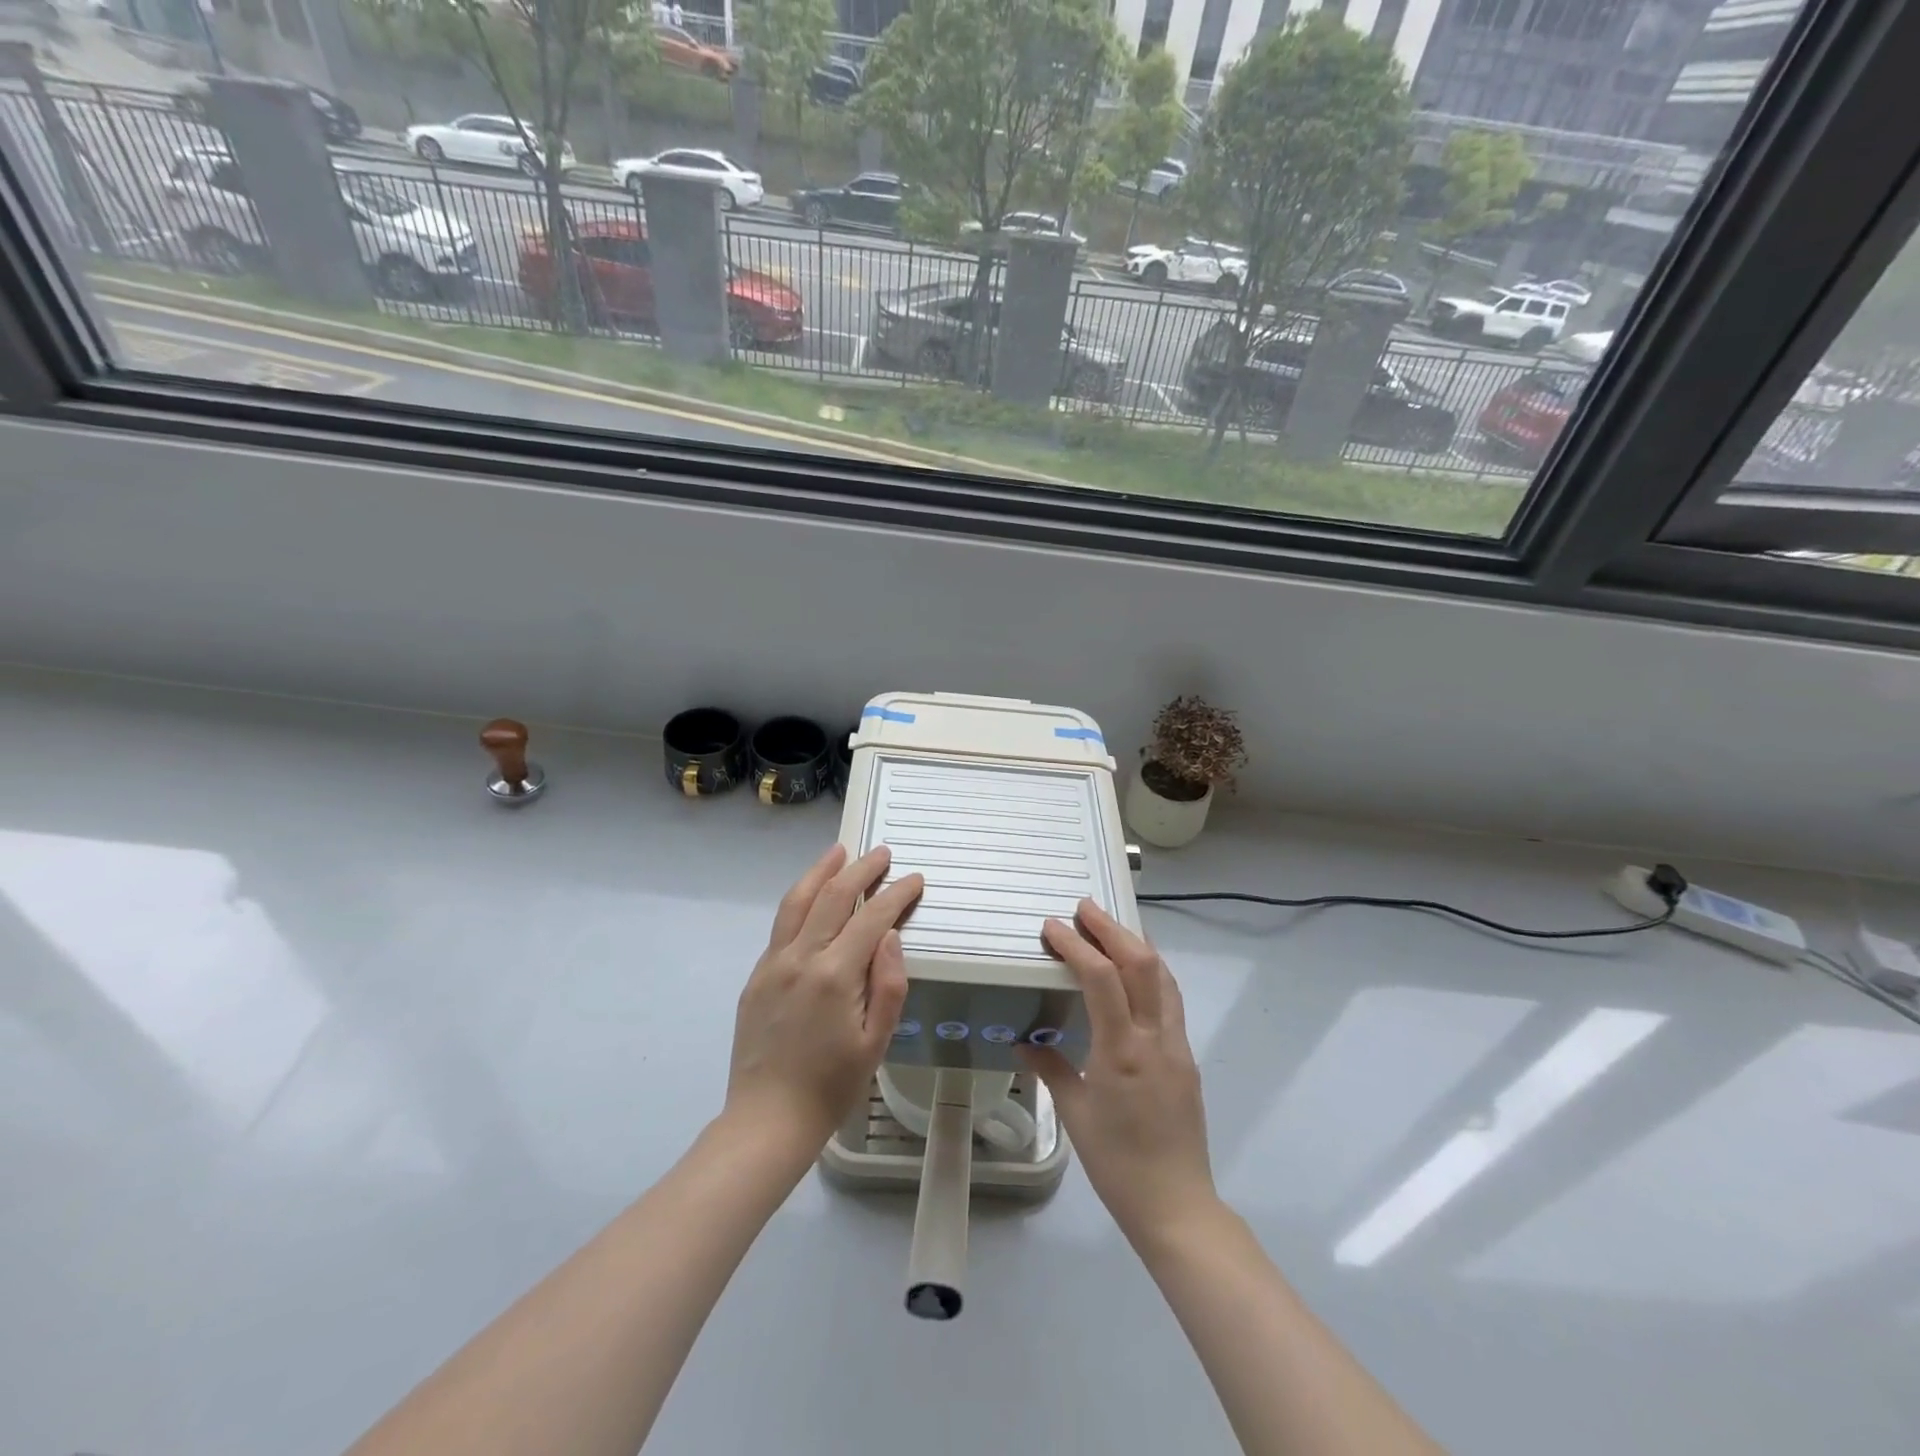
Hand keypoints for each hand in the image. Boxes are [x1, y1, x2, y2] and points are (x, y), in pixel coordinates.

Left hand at [725, 844, 923, 1156]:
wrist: (767, 1120)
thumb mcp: (876, 1043)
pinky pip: (781, 925)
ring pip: (797, 901)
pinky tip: (811, 896)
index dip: (896, 894)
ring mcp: (773, 964)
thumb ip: (889, 984)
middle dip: (862, 869)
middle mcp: (801, 957)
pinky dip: (800, 899)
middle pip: (833, 896)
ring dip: (821, 871)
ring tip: (839, 852)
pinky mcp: (757, 975)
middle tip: (882, 853)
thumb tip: (892, 936)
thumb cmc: (832, 1086)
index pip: (871, 918)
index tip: (914, 879)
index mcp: (835, 975)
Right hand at [1020, 900, 1216, 1245]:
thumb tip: (1024, 1040)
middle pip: (1142, 964)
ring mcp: (1176, 1045)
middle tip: (1084, 908)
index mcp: (1123, 1051)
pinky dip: (1151, 971)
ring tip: (1111, 927)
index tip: (1053, 927)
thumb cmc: (1117, 1163)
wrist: (1176, 1205)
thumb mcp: (1075, 1114)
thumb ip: (1050, 1068)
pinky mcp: (1186, 1056)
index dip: (1077, 945)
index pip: (1102, 979)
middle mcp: (1155, 1038)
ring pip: (1163, 976)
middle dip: (1112, 929)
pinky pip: (1170, 998)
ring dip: (1137, 944)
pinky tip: (1135, 971)